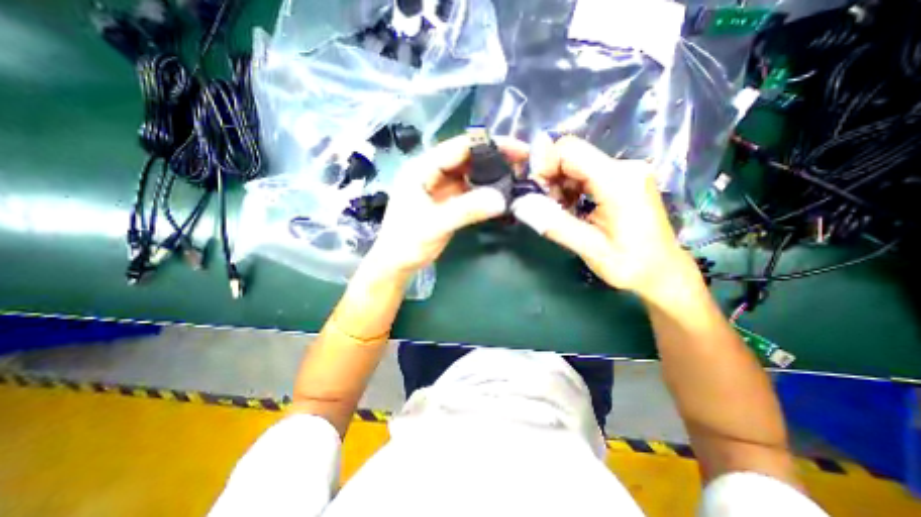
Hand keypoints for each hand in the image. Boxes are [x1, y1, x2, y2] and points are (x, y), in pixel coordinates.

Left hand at [366, 136, 527, 276]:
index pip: (459, 148)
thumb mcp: (435, 225)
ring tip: (517, 176)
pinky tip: (500, 192)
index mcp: (422, 168)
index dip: (489, 145)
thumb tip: (502, 198)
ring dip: (491, 173)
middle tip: (522, 163)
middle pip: (467, 157)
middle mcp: (431, 172)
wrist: (397, 263)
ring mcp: (440, 186)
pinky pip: (469, 189)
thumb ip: (467, 210)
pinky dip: (485, 189)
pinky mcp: (447, 200)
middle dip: (494, 157)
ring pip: (470, 173)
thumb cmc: (407, 243)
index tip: (518, 149)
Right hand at [529, 137, 703, 299]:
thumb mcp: (590, 249)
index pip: (569, 151)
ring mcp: (624, 172)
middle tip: (536, 199)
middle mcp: (623, 168)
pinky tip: (565, 205)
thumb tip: (520, 206)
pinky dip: (567, 186)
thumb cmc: (631, 265)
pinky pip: (584, 173)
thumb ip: (555, 225)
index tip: (531, 190)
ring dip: (555, 182)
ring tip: (551, 207)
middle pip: (570, 154)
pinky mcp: (621, 179)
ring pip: (575, 163)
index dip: (542, 164)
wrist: (663, 272)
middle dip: (546, 174)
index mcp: (618, 182)